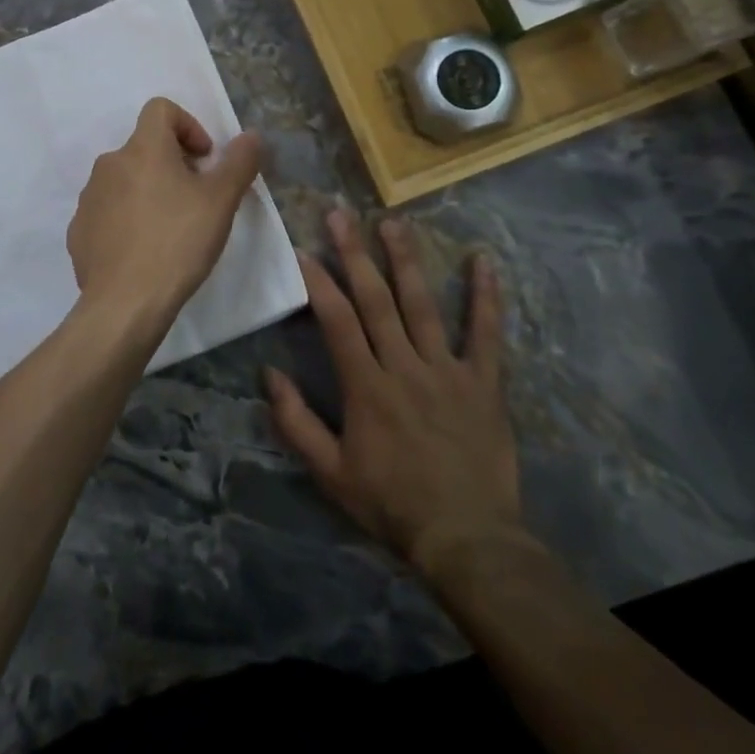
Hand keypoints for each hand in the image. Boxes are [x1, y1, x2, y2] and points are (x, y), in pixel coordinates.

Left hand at [66, 97, 263, 332]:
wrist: (125, 303)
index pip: (160, 109)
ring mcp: (89, 197)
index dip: (188, 125)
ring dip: (148, 191)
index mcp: (143, 148)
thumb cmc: (178, 242)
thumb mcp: (221, 201)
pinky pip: (107, 211)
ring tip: (169, 228)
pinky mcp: (79, 230)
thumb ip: (239, 162)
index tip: (204, 160)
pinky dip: (126, 219)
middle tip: (195, 200)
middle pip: (144, 147)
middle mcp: (109, 164)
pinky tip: (143, 250)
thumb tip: (250, 135)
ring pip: (124, 180)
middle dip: (172, 164)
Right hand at [265, 210, 529, 583]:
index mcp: (366, 386)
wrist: (468, 541)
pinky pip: (485, 333)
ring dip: (405, 260)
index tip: (303, 249)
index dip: (319, 282)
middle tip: (340, 213)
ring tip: (392, 221)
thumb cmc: (392, 504)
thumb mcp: (331, 473)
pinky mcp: (483, 382)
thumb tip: (269, 374)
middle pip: (375, 299)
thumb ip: (296, 423)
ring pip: (422, 304)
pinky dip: (485, 296)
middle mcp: (404, 366)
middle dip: (355, 252)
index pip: (337, 321)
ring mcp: (446, 370)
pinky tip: (482, 260)